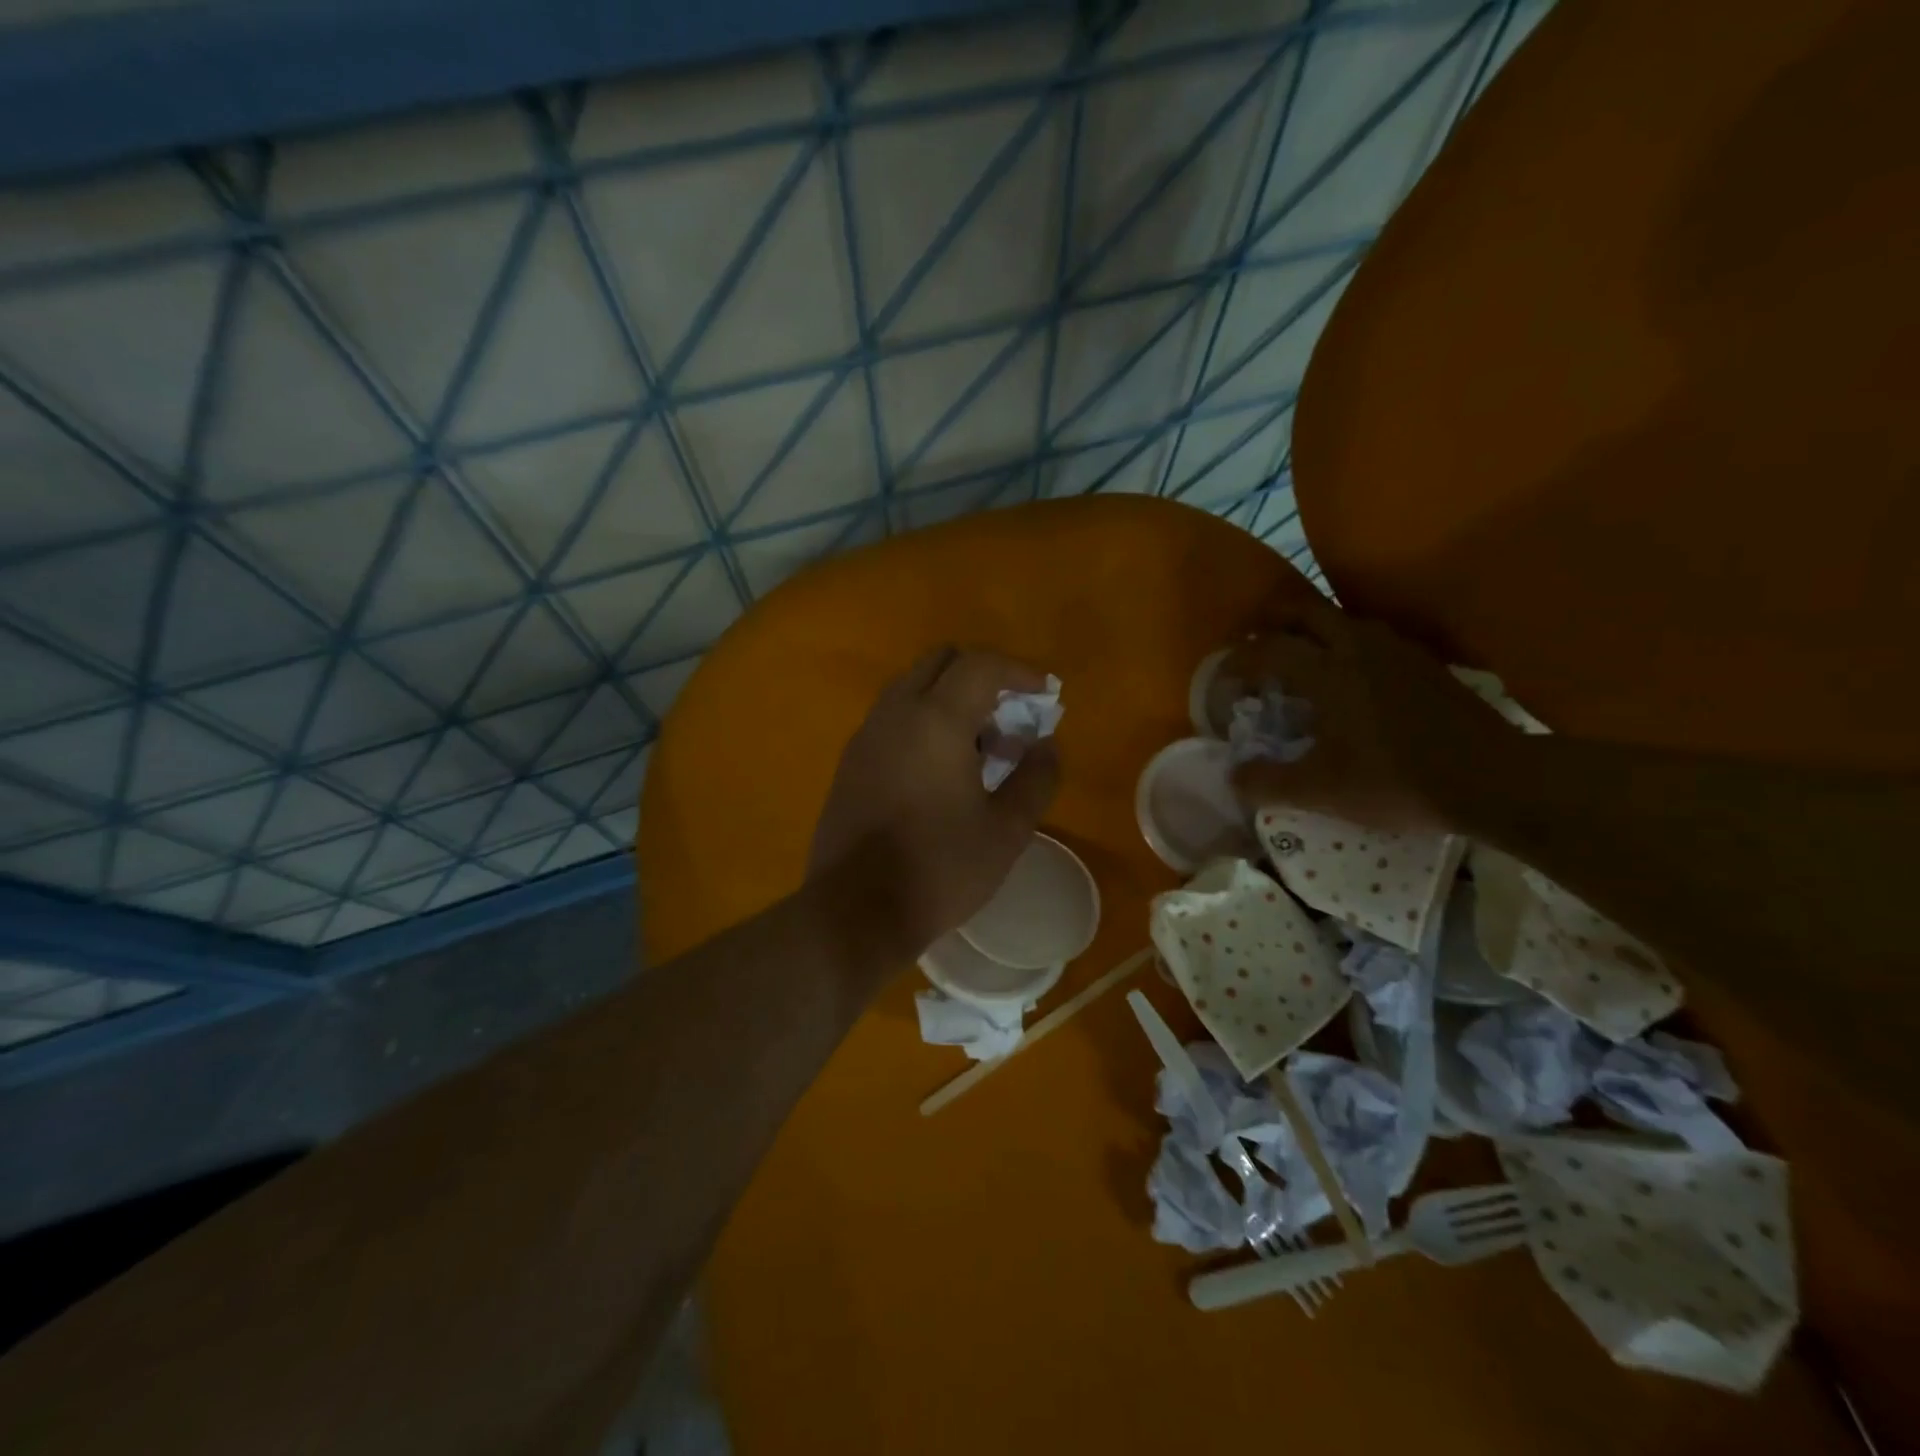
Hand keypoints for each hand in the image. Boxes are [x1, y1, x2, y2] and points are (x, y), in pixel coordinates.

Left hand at [810, 647, 1060, 961]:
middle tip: (1009, 716)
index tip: (1043, 695)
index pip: (981, 664)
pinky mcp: (850, 761)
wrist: (855, 911)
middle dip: (982, 676)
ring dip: (950, 698)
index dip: (1019, 671)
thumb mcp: (1007, 830)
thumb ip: (1036, 778)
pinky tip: (941, 769)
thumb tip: (1046, 745)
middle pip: (941, 662)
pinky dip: (923, 720)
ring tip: (979, 746)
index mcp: (936, 720)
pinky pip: (892, 717)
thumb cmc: (940, 869)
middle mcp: (895, 713)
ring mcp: (866, 736)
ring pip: (912, 687)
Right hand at [1228, 600, 1515, 832]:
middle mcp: (1357, 646)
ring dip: (1311, 632)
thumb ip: (1267, 782)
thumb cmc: (1396, 781)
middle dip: (1271, 625)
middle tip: (1254, 650)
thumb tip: (1232, 777)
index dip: (1237, 661)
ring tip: (1299, 663)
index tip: (1222, 680)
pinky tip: (1349, 679)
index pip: (1267, 650)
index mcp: (1327, 672)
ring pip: (1341, 619)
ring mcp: (1396, 649)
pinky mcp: (1424, 662)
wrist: (1495, 779)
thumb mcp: (1321, 792)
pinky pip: (1370, 637)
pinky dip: (1344, 645)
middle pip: (1303, 611)